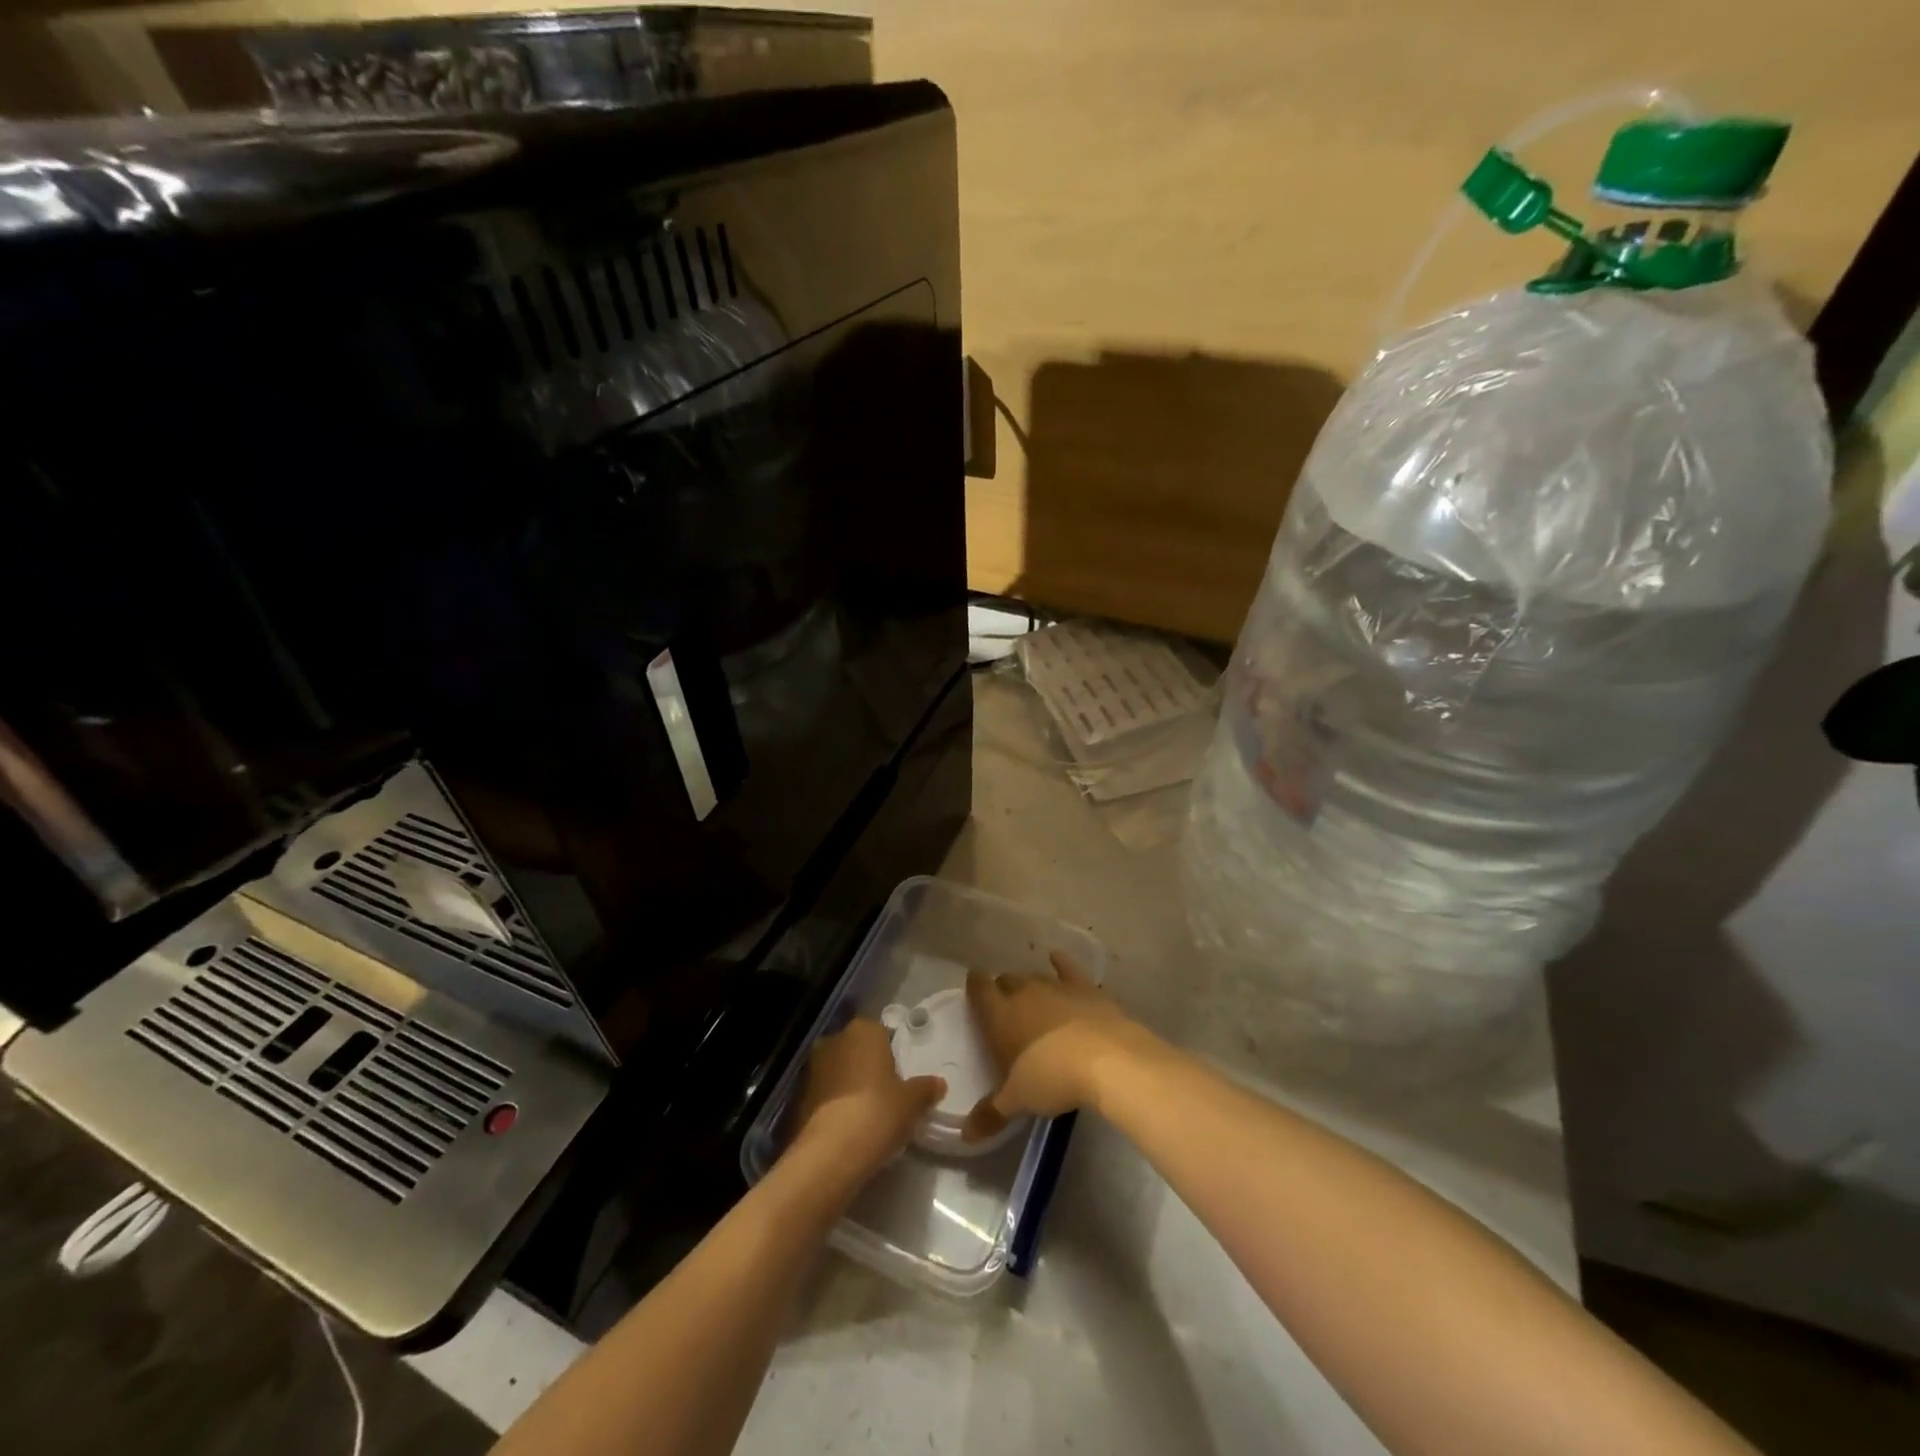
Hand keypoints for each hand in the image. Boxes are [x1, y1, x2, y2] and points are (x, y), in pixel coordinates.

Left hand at [789, 1018, 944, 1180]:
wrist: (830, 1153)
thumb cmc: (878, 1112)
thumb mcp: (912, 1102)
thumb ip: (925, 1089)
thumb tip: (939, 1083)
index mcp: (863, 1030)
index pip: (881, 1033)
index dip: (891, 1056)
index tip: (899, 1079)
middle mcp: (834, 1040)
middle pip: (857, 1051)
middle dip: (868, 1069)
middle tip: (885, 1097)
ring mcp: (812, 1068)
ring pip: (838, 1073)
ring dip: (849, 1088)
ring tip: (866, 1117)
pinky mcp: (798, 1097)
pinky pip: (824, 1097)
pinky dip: (834, 1107)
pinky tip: (847, 1130)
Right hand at [962, 951, 1162, 1142]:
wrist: (1105, 1059)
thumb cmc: (1051, 1077)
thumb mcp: (1017, 1100)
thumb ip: (990, 1113)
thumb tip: (966, 1135)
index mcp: (1000, 1015)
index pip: (979, 990)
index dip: (975, 985)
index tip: (973, 985)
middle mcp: (1024, 992)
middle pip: (1008, 981)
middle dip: (1004, 989)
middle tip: (1005, 1005)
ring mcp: (1056, 987)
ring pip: (1035, 976)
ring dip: (1030, 984)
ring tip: (1030, 996)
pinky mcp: (1085, 988)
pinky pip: (1068, 969)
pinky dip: (1061, 963)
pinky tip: (1057, 957)